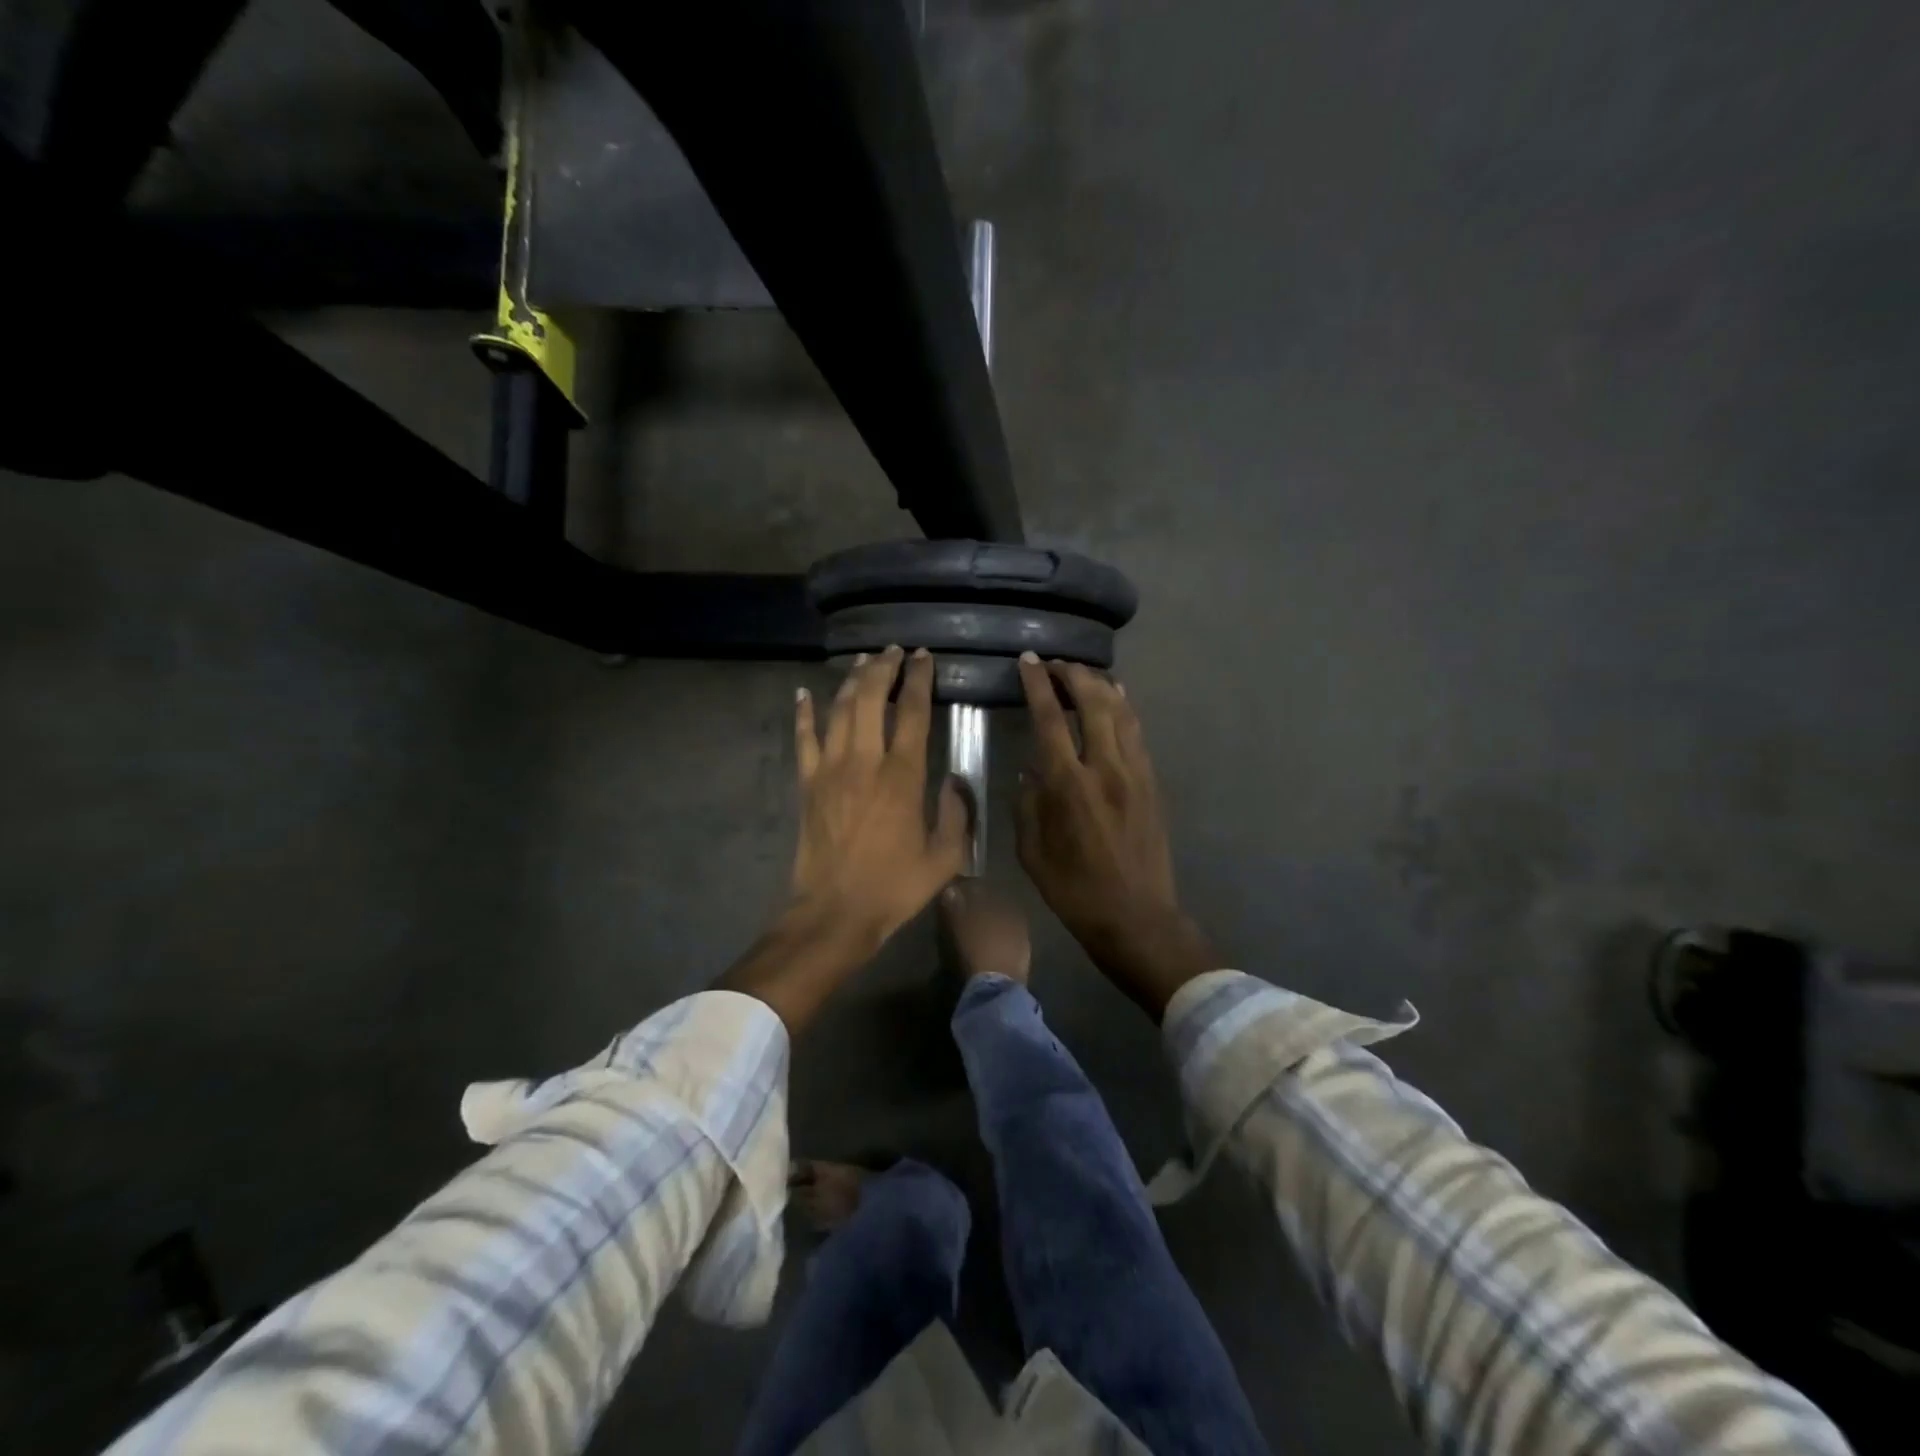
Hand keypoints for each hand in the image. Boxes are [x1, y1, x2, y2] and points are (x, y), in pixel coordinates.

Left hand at [790, 645, 968, 936]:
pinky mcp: (807, 783)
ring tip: (862, 661)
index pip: (913, 713)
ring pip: (839, 710)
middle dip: (883, 668)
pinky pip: (803, 739)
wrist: (834, 912)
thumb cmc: (893, 887)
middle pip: (871, 698)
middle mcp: (865, 761)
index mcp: (903, 776)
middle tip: (893, 651)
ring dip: (850, 681)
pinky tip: (802, 694)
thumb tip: (956, 780)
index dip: (919, 680)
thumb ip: (957, 815)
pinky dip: (803, 713)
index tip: (923, 657)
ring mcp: (830, 769)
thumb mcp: (944, 858)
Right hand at [1015, 654, 1215, 1018]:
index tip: (1029, 660)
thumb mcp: (1031, 851)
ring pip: (1121, 711)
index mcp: (1068, 785)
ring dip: (1100, 685)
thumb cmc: (1074, 889)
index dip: (1037, 684)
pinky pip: (1137, 732)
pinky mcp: (1152, 783)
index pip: (1050, 718)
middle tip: (1055, 663)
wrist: (1135, 916)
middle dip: (1073, 674)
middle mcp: (1104, 768)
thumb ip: (1027, 803)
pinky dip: (1124, 708)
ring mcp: (1135, 773)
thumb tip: (1030, 770)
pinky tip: (1116, 699)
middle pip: (1093, 702)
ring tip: (1082, 673)